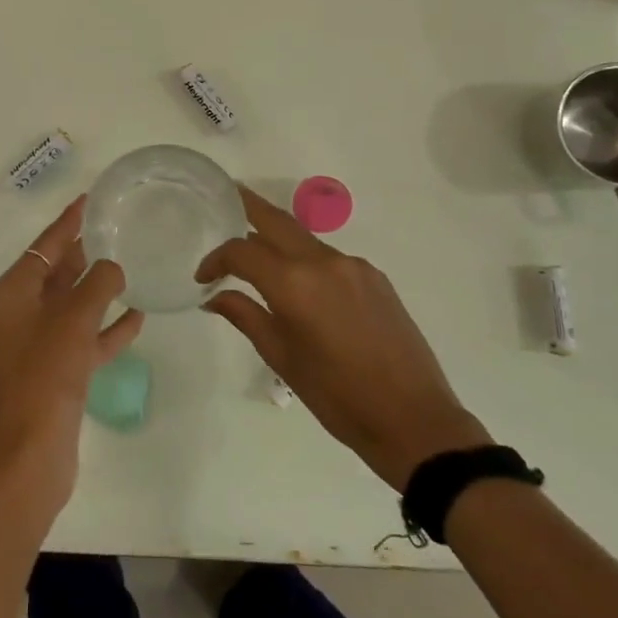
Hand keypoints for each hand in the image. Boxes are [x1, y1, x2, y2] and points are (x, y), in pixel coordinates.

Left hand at [0, 196, 144, 511]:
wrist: (31, 456)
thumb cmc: (46, 376)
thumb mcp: (74, 320)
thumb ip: (98, 285)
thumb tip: (113, 267)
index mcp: (11, 296)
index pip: (43, 247)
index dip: (67, 223)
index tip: (88, 200)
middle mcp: (18, 316)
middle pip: (55, 275)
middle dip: (83, 255)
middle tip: (114, 229)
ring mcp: (35, 347)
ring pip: (71, 307)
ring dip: (97, 291)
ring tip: (129, 267)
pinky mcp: (53, 374)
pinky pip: (82, 339)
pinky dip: (105, 328)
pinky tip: (136, 316)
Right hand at [198, 185, 490, 490]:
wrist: (414, 419)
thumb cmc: (338, 397)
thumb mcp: (283, 359)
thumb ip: (246, 317)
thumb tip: (214, 297)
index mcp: (295, 283)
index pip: (242, 252)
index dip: (217, 259)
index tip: (203, 278)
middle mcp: (325, 261)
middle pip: (277, 221)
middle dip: (248, 207)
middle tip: (227, 198)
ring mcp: (355, 266)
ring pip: (305, 239)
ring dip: (278, 240)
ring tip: (258, 254)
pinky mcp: (376, 277)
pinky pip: (330, 258)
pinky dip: (307, 261)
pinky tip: (302, 285)